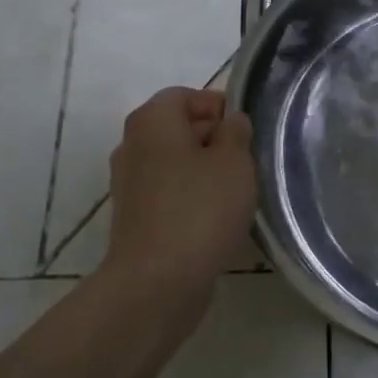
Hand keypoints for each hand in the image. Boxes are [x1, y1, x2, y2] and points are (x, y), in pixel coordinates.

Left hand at [106, 87, 255, 292]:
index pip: (186, 96)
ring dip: (205, 171)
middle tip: (247, 160)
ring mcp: (130, 184)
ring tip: (237, 191)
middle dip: (214, 138)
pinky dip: (191, 197)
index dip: (218, 107)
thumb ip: (236, 132)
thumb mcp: (234, 160)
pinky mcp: (135, 218)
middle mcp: (133, 146)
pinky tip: (217, 218)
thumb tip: (231, 122)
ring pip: (175, 163)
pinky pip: (169, 193)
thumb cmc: (200, 208)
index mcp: (152, 121)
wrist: (157, 281)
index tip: (245, 130)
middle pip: (178, 128)